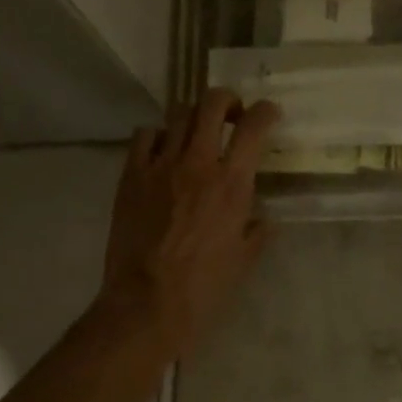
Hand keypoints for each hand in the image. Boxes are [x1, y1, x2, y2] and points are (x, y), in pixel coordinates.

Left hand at [99, 89, 278, 356]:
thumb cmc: (204, 286)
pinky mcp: (131, 176)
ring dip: (193, 117)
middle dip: (227, 100)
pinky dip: (158, 135)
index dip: (266, 112)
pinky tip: (162, 151)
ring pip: (177, 114)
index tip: (270, 114)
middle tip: (232, 114)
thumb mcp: (244, 259)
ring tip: (196, 133)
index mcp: (231, 183)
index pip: (253, 127)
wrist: (148, 302)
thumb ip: (256, 229)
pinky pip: (144, 135)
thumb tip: (260, 217)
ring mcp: (160, 166)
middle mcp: (197, 163)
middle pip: (212, 103)